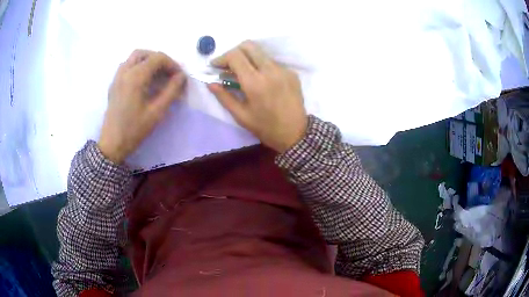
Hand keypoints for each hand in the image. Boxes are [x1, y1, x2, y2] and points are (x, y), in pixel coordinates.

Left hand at [98, 50, 185, 163]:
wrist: (112, 144)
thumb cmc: (134, 129)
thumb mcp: (156, 112)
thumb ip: (171, 91)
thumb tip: (182, 77)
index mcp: (135, 77)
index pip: (158, 58)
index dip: (172, 64)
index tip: (179, 77)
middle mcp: (125, 72)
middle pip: (144, 54)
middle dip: (159, 59)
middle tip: (168, 73)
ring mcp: (117, 77)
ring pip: (134, 58)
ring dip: (147, 61)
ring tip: (156, 75)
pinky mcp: (114, 84)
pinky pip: (126, 66)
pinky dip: (138, 66)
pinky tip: (143, 81)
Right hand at [208, 41, 307, 152]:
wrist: (295, 134)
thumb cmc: (265, 128)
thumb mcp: (241, 115)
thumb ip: (224, 97)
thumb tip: (211, 83)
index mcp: (255, 82)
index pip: (235, 55)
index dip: (222, 58)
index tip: (215, 66)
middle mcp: (270, 70)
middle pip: (249, 46)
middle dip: (234, 52)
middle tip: (228, 66)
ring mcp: (283, 70)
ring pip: (261, 53)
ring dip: (248, 59)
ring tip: (244, 74)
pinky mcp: (292, 73)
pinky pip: (272, 62)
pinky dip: (262, 66)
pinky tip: (261, 80)